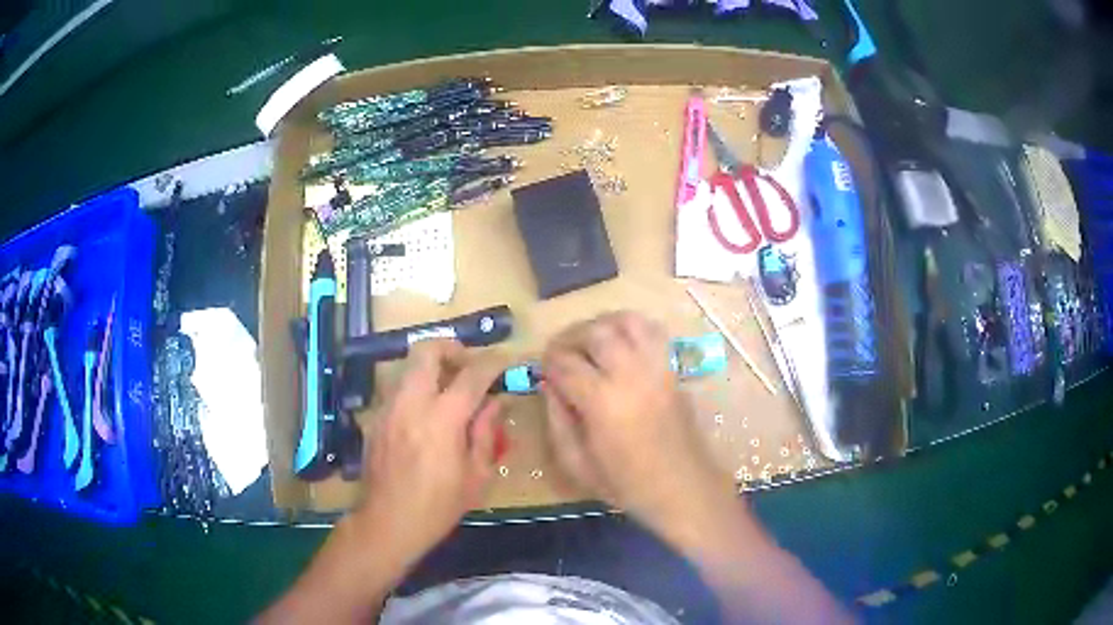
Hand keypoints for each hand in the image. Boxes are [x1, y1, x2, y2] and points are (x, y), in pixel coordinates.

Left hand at [355, 339, 503, 561]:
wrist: (387, 522)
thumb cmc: (438, 506)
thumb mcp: (476, 476)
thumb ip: (486, 432)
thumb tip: (495, 402)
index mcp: (443, 419)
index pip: (472, 374)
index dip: (493, 363)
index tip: (505, 362)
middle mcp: (411, 403)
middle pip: (427, 351)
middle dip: (451, 349)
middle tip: (467, 367)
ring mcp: (388, 408)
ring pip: (409, 367)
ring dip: (432, 370)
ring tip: (448, 393)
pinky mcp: (375, 418)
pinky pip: (398, 390)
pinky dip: (417, 391)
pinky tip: (426, 418)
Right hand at [541, 312, 732, 535]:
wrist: (684, 488)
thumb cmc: (628, 485)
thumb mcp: (578, 465)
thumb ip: (557, 421)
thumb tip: (548, 386)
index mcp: (602, 402)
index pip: (565, 363)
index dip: (547, 363)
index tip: (542, 371)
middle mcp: (630, 374)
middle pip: (595, 332)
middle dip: (570, 337)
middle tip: (560, 354)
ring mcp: (657, 367)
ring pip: (626, 321)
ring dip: (601, 325)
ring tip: (589, 343)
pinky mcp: (673, 369)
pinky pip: (652, 331)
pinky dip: (631, 327)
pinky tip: (620, 344)